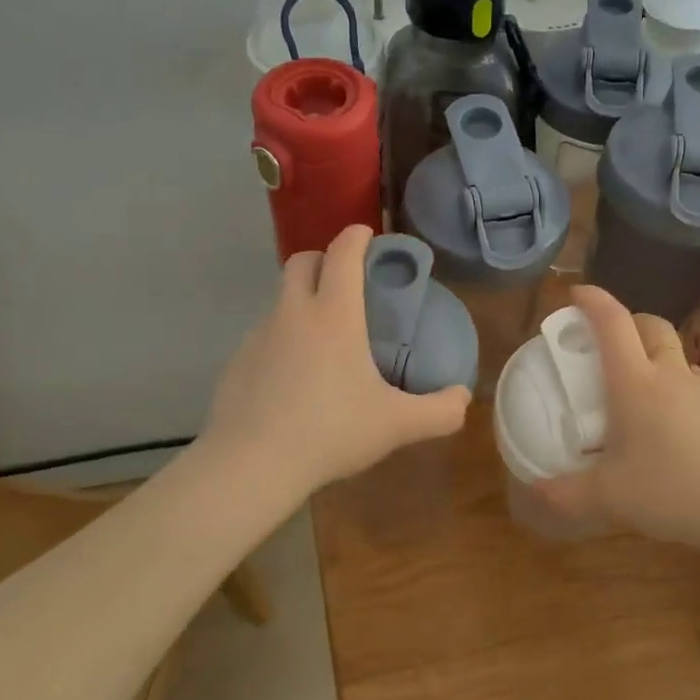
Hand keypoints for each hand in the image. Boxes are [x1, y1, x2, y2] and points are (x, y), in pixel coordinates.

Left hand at [203, 226, 470, 493]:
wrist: (252, 464)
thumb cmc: (331, 432)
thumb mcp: (396, 425)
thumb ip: (439, 411)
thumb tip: (462, 399)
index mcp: (334, 316)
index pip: (342, 253)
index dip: (356, 236)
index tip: (367, 235)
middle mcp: (292, 314)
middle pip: (301, 262)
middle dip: (323, 259)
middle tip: (345, 283)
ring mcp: (258, 336)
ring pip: (280, 301)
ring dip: (301, 303)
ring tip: (324, 342)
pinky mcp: (236, 363)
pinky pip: (264, 337)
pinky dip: (282, 342)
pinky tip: (293, 380)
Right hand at [537, 286, 699, 549]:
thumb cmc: (667, 494)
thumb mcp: (604, 498)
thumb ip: (562, 493)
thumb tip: (534, 488)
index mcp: (635, 384)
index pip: (612, 323)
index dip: (593, 301)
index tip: (577, 294)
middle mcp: (673, 376)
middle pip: (652, 326)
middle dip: (629, 322)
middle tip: (611, 343)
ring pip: (680, 359)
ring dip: (659, 361)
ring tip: (645, 394)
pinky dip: (684, 397)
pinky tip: (681, 434)